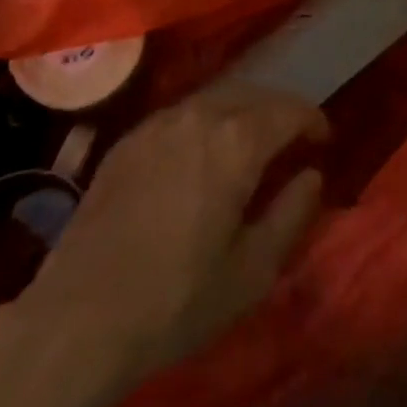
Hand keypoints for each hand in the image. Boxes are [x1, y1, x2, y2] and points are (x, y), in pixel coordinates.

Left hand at [0, 87, 326, 406]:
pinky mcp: (130, 136)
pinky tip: (202, 150)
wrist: (82, 313)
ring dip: (243, 109)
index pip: (289, 110)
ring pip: (215, 96)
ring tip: (252, 140)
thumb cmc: (177, 298)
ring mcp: (160, 120)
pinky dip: (206, 119)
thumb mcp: (251, 272)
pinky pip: (181, 111)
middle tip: (293, 137)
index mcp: (237, 141)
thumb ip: (291, 214)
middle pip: (253, 93)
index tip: (324, 137)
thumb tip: (312, 175)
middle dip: (279, 109)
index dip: (312, 119)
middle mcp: (200, 114)